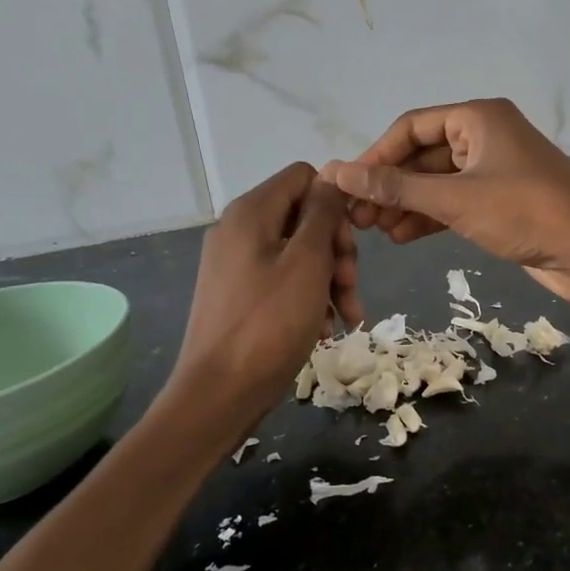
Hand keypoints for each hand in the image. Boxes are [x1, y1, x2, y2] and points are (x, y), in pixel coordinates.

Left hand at [166, 164, 361, 425]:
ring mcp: (235, 264)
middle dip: (337, 251)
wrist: (219, 393)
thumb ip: (324, 213)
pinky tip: (325, 329)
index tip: (349, 243)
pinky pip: (282, 280)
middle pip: (304, 217)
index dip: (335, 204)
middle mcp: (238, 230)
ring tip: (347, 316)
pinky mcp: (237, 295)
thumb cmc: (269, 324)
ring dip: (330, 280)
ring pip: (298, 253)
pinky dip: (308, 298)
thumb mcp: (308, 262)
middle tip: (350, 286)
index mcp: (251, 212)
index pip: (304, 177)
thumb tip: (334, 177)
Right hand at [318, 99, 569, 305]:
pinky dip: (429, 217)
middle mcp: (485, 136)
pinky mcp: (501, 201)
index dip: (376, 155)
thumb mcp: (453, 199)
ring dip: (406, 204)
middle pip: (423, 154)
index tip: (348, 186)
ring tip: (375, 232)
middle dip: (390, 186)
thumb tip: (336, 172)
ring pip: (438, 182)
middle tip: (357, 217)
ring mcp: (495, 169)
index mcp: (478, 117)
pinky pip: (455, 202)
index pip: (411, 126)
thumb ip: (394, 188)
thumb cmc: (524, 212)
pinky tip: (402, 237)